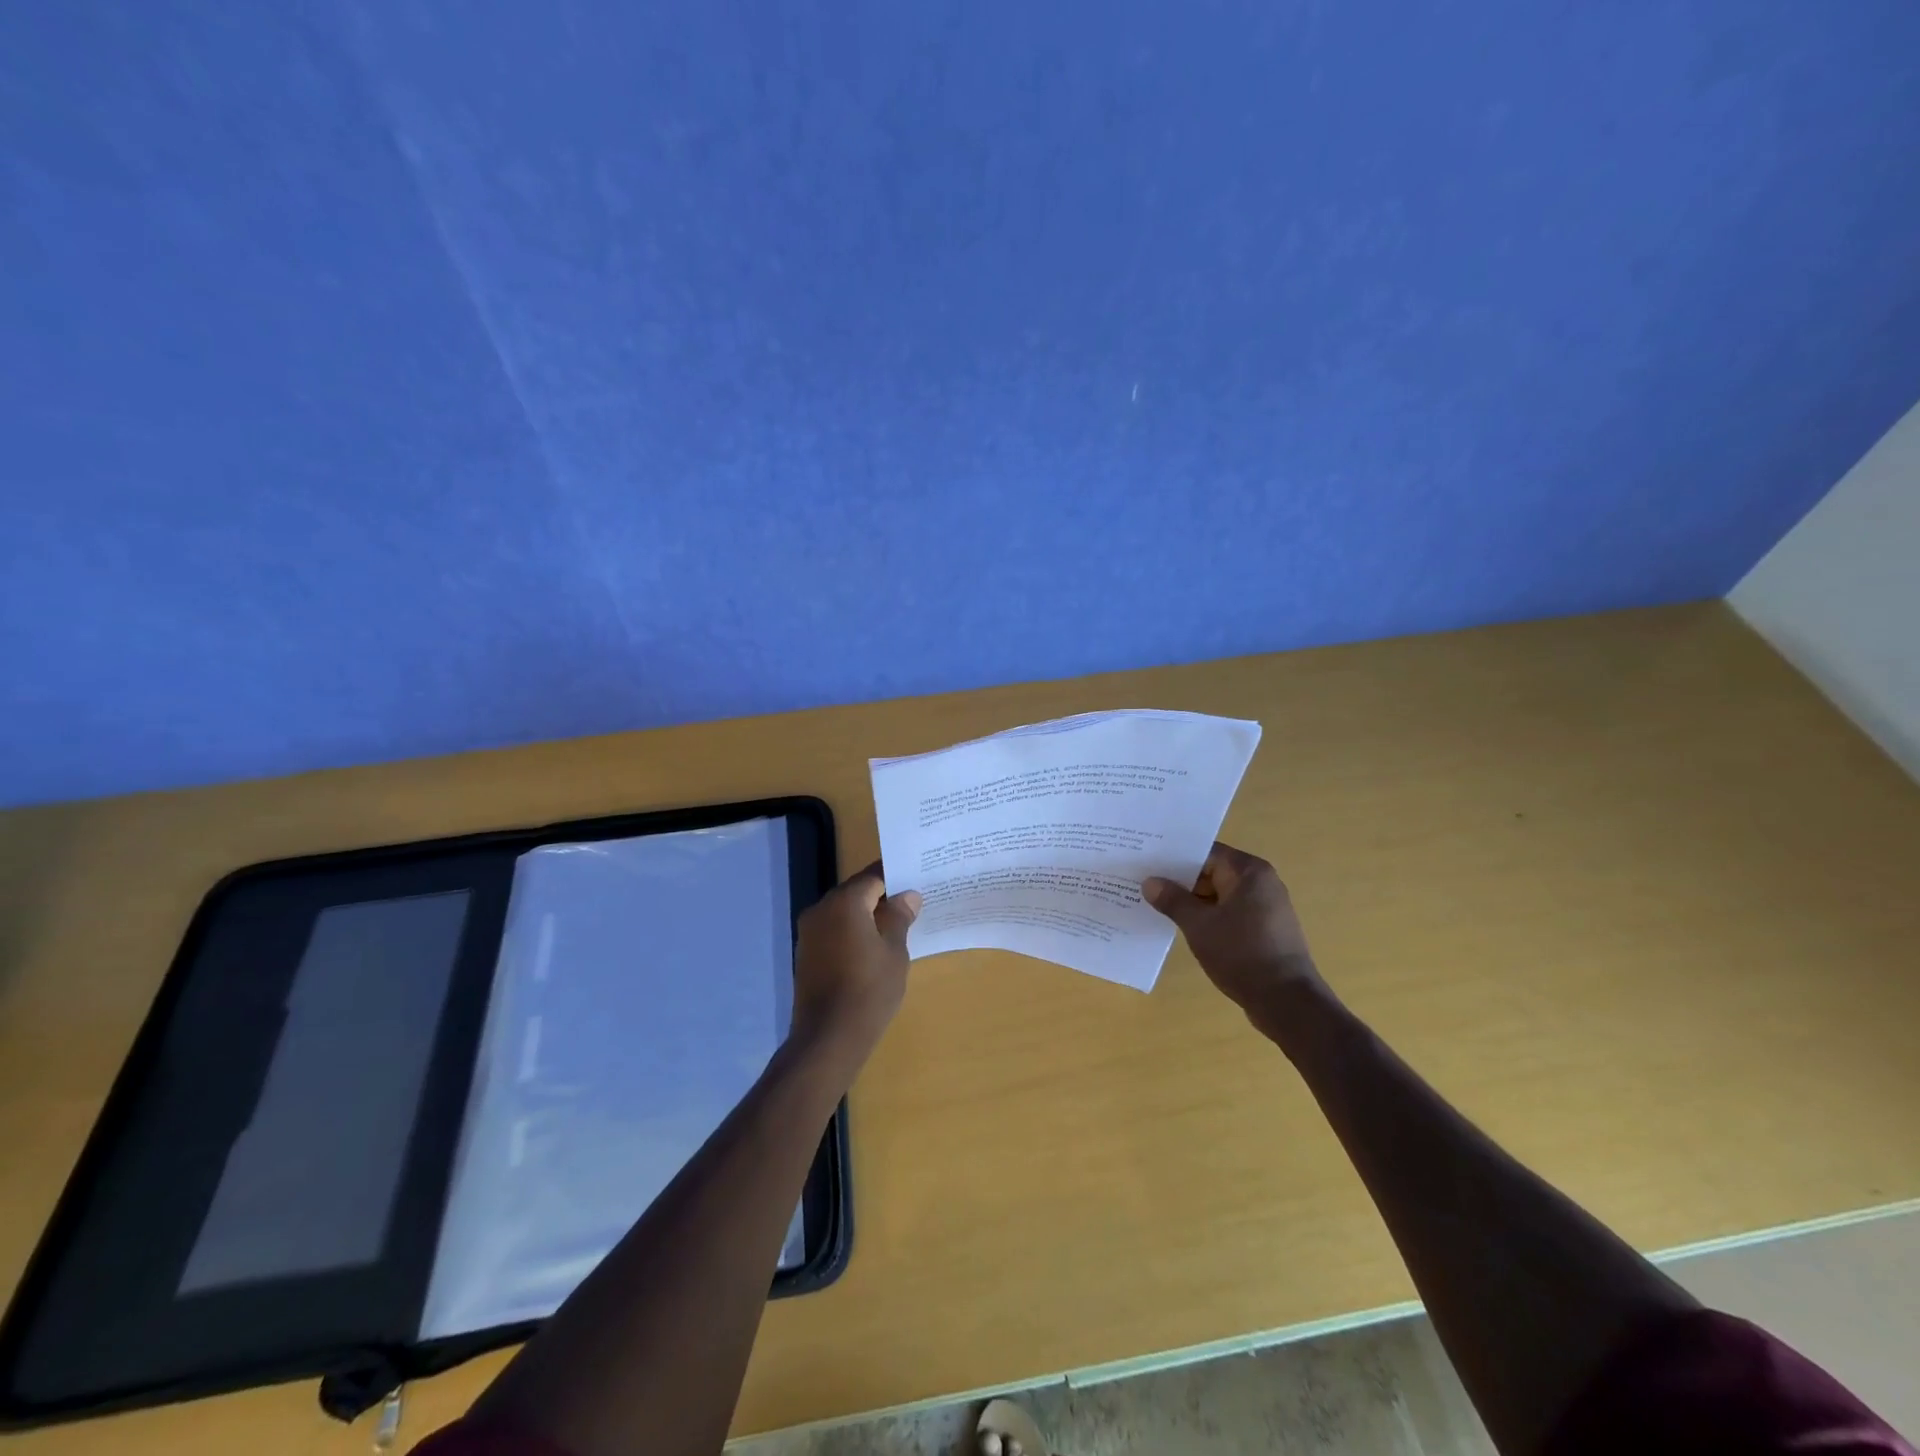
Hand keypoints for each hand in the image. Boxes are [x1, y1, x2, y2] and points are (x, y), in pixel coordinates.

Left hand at [791, 863, 920, 1063]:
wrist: (828, 1038)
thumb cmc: (869, 990)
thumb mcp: (894, 952)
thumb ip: (900, 917)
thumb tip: (907, 896)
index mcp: (844, 902)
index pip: (873, 876)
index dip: (896, 877)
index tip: (917, 880)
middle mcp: (821, 909)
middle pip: (856, 892)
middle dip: (881, 896)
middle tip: (910, 904)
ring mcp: (809, 932)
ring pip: (843, 912)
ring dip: (865, 916)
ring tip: (895, 927)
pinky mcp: (805, 953)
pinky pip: (833, 931)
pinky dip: (851, 932)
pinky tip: (871, 948)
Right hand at [1143, 842, 1330, 1037]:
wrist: (1287, 1002)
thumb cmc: (1242, 954)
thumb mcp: (1199, 925)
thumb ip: (1173, 900)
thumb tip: (1150, 882)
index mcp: (1249, 872)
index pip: (1205, 852)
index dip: (1174, 857)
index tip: (1147, 862)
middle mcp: (1261, 882)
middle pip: (1212, 871)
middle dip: (1180, 880)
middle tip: (1145, 883)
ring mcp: (1265, 907)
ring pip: (1219, 894)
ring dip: (1192, 901)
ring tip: (1157, 905)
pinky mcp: (1265, 929)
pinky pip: (1229, 912)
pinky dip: (1208, 916)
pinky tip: (1183, 926)